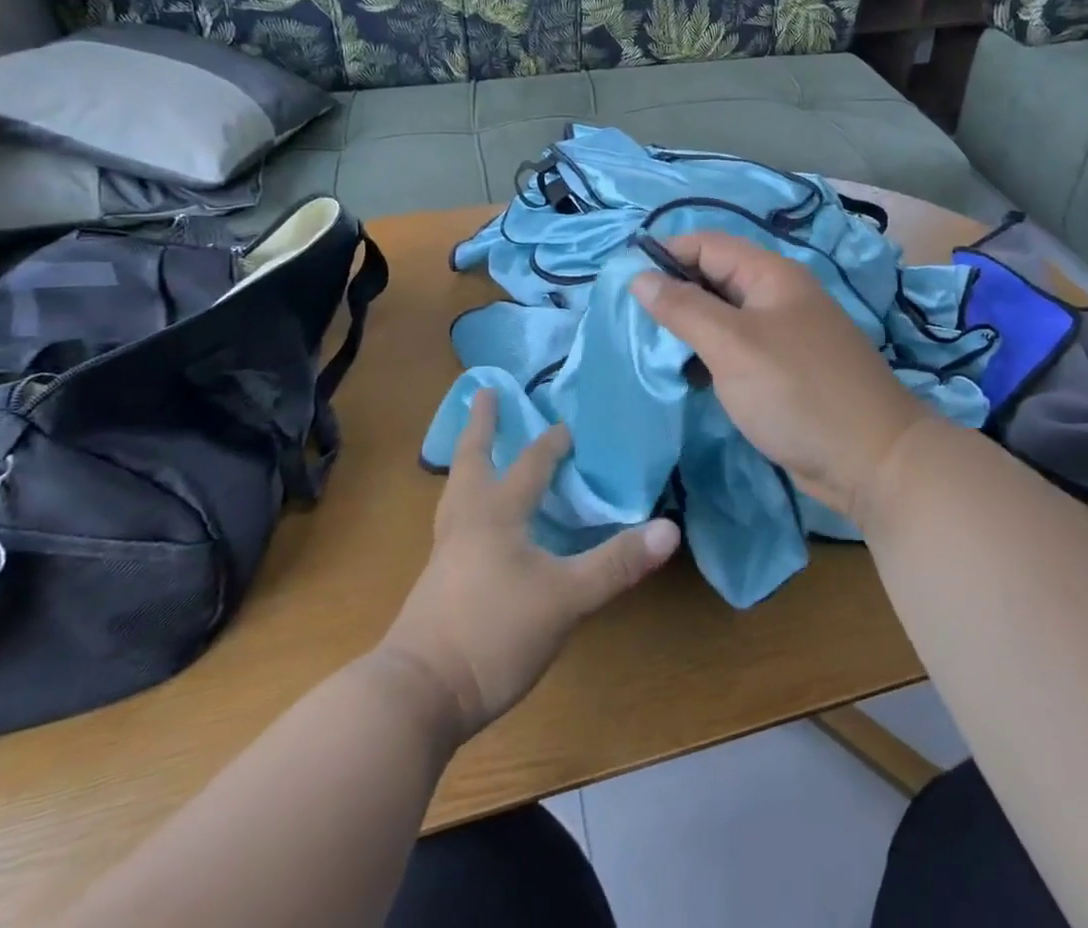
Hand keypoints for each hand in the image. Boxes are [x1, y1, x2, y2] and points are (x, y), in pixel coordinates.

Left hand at [379, 390, 680, 740]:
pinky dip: (466, 499)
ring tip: (475, 448)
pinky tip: (475, 521)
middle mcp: (466, 521)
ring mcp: (446, 552)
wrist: (417, 695)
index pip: (530, 464)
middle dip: (481, 425)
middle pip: (472, 459)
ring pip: (457, 490)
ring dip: (469, 460)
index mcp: (496, 513)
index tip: (568, 424)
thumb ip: (615, 564)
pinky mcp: (437, 582)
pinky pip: (454, 520)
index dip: (552, 443)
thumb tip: (669, 529)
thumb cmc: (492, 632)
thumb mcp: (565, 599)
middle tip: (484, 392)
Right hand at [631, 232, 932, 529]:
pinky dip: (709, 356)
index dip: (665, 255)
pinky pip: (737, 350)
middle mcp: (778, 296)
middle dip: (673, 294)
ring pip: (724, 317)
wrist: (873, 461)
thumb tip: (640, 277)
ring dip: (688, 328)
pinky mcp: (784, 370)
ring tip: (649, 350)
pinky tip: (685, 375)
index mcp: (771, 275)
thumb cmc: (798, 393)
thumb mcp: (733, 346)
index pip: (707, 244)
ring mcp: (784, 335)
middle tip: (630, 322)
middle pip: (714, 278)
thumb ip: (684, 308)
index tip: (624, 283)